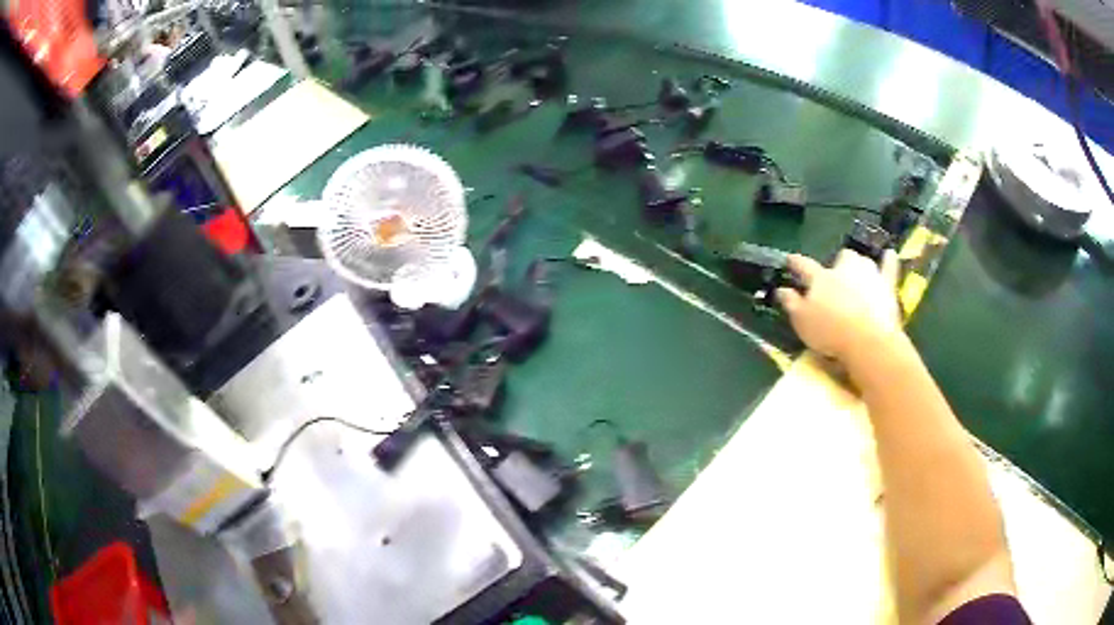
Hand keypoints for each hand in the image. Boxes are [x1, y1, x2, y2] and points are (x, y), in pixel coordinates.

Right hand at [776, 249, 901, 361]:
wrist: (867, 339)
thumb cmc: (830, 332)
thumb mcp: (802, 322)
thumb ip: (791, 303)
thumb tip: (780, 289)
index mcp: (821, 278)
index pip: (804, 265)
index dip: (796, 262)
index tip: (790, 260)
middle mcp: (844, 269)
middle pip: (841, 258)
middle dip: (838, 263)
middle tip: (836, 277)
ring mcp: (868, 274)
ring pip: (862, 261)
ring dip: (859, 265)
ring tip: (858, 274)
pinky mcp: (887, 285)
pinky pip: (889, 266)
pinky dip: (889, 260)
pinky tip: (890, 254)